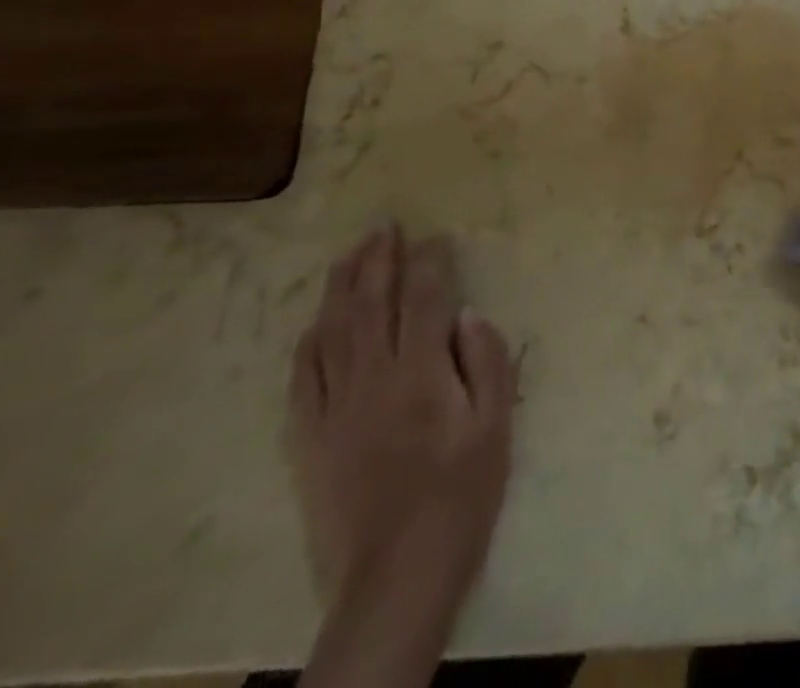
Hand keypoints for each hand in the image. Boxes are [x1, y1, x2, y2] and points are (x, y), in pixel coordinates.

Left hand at [289, 225, 515, 619]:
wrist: (395, 574)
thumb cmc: (461, 494)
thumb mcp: (495, 427)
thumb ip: (486, 363)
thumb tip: (468, 313)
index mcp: (422, 373)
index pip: (424, 299)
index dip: (429, 262)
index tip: (434, 237)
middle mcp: (373, 378)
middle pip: (372, 304)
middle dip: (380, 259)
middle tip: (385, 226)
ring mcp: (336, 406)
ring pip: (333, 330)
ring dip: (342, 285)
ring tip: (352, 253)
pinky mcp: (310, 436)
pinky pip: (304, 375)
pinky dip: (311, 339)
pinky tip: (318, 319)